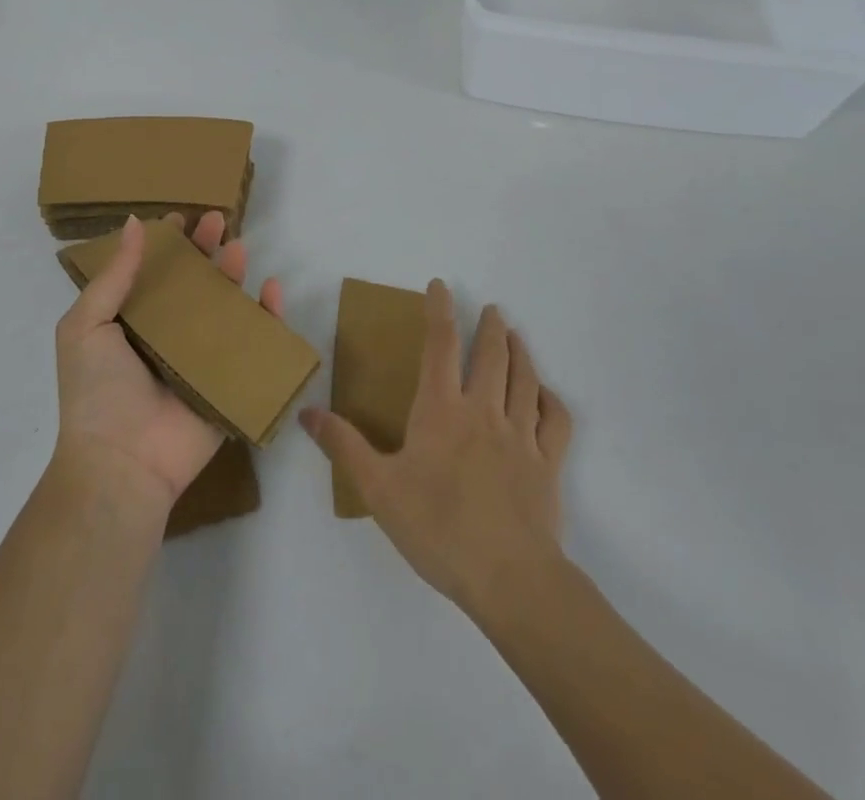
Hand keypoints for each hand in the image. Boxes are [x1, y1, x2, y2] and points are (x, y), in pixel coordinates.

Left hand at [53, 212, 284, 514]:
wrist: (121, 463)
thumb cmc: (96, 391)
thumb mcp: (86, 326)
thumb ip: (113, 276)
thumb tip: (134, 223)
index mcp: (131, 323)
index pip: (153, 273)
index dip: (167, 244)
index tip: (180, 217)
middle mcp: (167, 336)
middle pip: (192, 283)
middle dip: (205, 249)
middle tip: (217, 220)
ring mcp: (200, 359)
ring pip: (224, 307)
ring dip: (234, 275)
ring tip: (240, 247)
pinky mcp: (228, 381)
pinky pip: (253, 344)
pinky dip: (267, 316)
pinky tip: (271, 289)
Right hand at [301, 281, 572, 619]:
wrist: (509, 578)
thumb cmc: (438, 528)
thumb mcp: (378, 489)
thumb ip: (344, 446)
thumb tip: (307, 411)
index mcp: (441, 410)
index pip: (440, 346)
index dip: (440, 311)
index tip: (440, 286)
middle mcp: (483, 411)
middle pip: (491, 356)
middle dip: (490, 327)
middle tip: (492, 309)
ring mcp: (521, 436)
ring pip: (525, 380)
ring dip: (521, 353)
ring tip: (516, 336)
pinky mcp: (548, 465)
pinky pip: (557, 422)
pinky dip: (552, 401)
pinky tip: (547, 397)